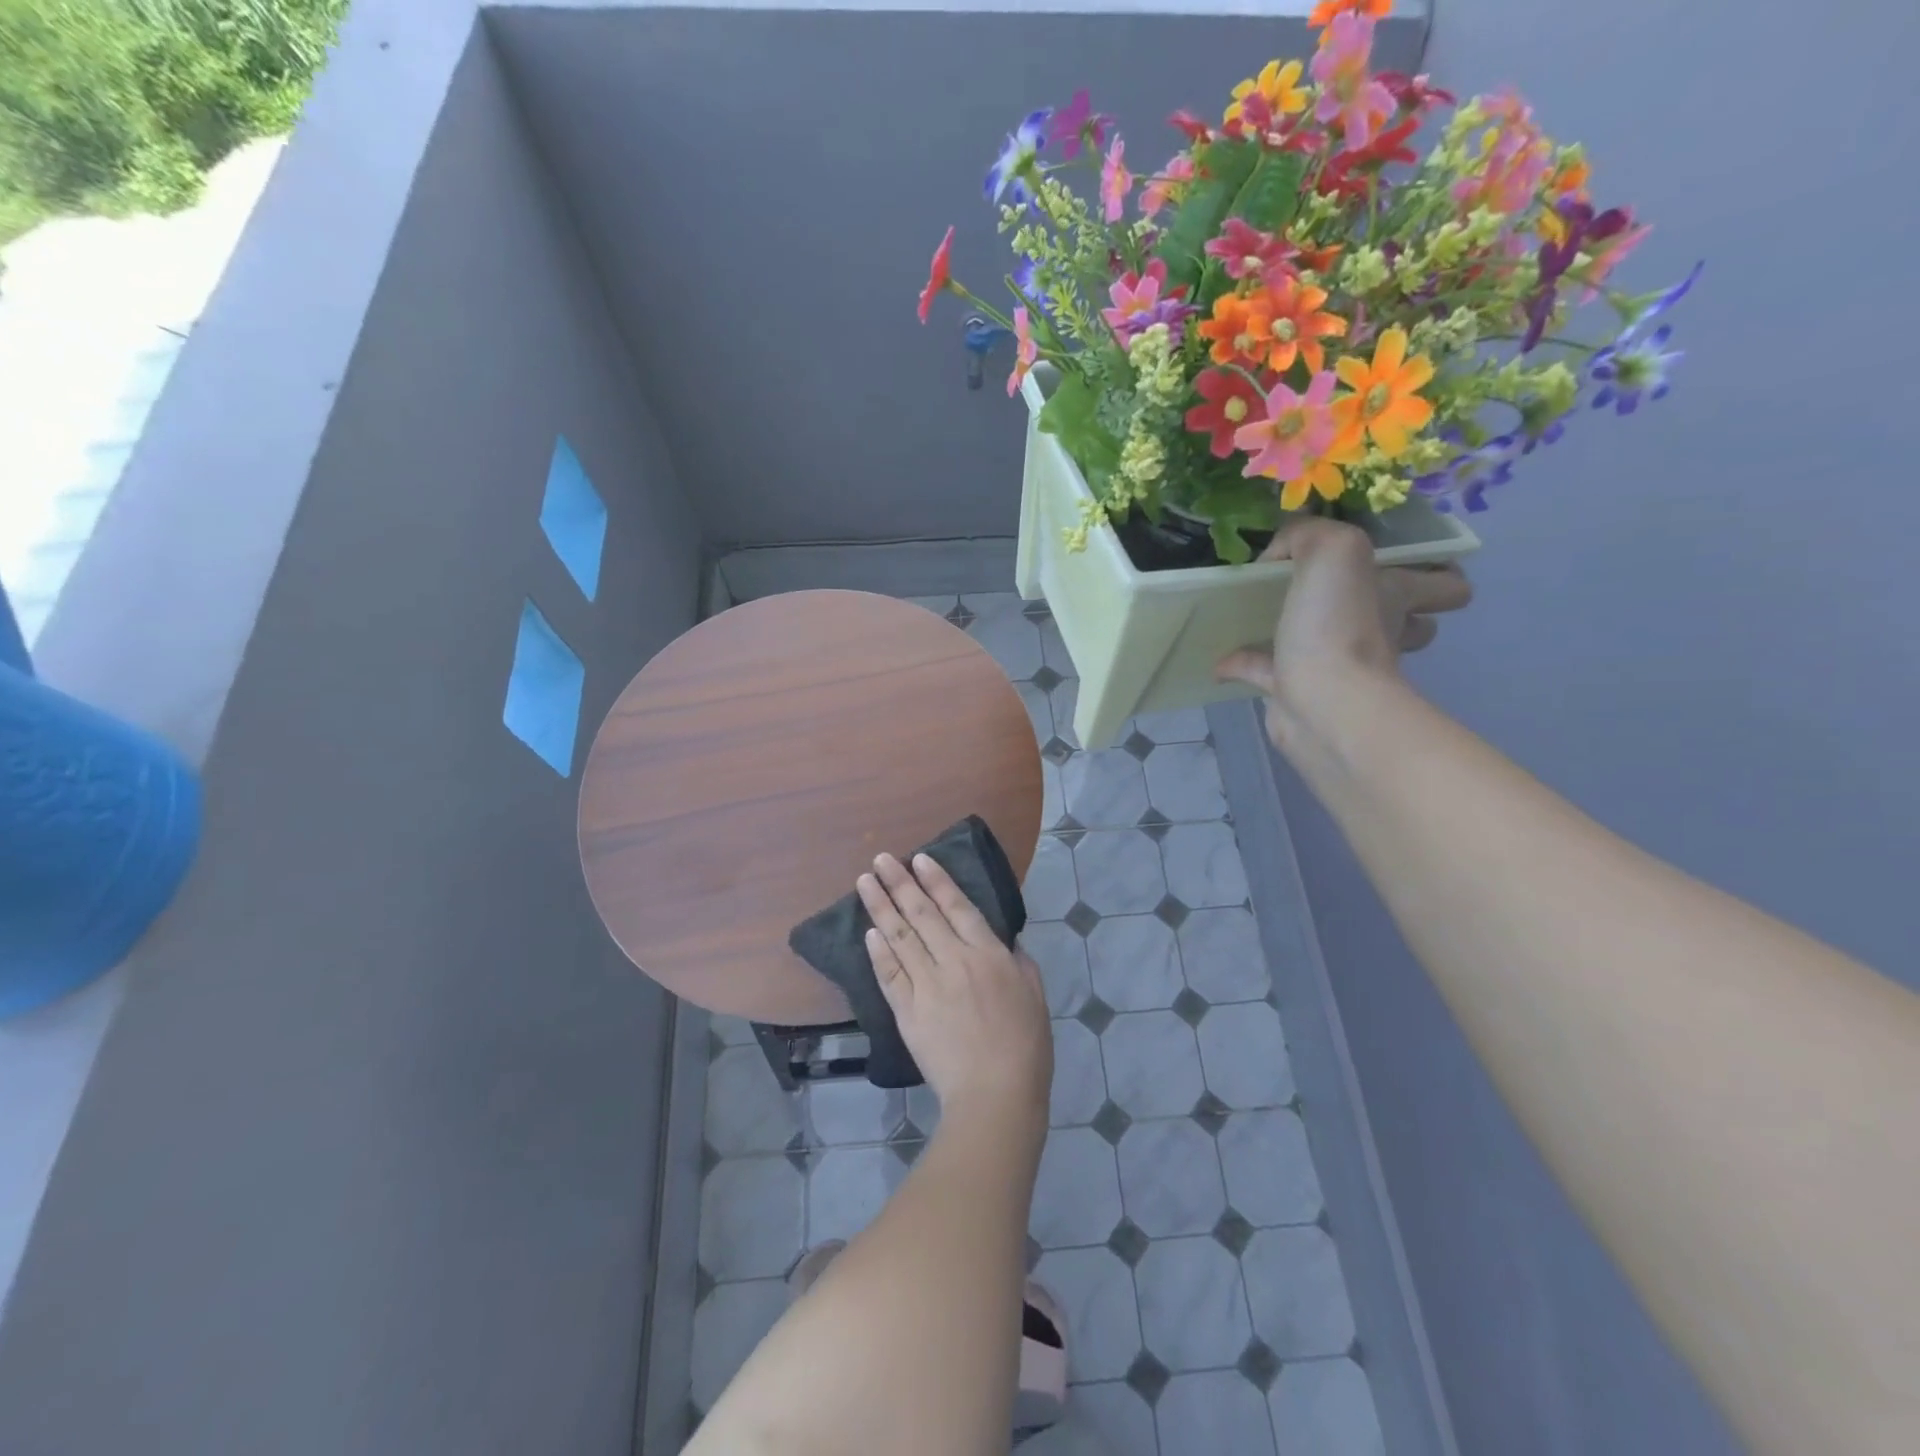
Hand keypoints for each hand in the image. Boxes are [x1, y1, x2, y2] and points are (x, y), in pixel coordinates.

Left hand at [856, 854, 1051, 1127]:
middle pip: (922, 914)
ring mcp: (927, 986)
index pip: (957, 906)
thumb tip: (1005, 942)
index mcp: (989, 955)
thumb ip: (1019, 963)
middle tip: (881, 859)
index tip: (918, 859)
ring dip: (880, 907)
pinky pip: (889, 975)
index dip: (936, 881)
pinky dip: (878, 952)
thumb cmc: (1025, 1046)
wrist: (995, 1094)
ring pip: (899, 937)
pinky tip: (868, 932)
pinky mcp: (907, 1012)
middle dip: (900, 883)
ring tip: (864, 882)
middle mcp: (954, 961)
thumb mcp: (1035, 996)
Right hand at [1217, 518, 1471, 738]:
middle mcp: (1379, 633)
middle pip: (1398, 619)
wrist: (1323, 705)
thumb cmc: (1340, 626)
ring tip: (1267, 613)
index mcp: (1397, 596)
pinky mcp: (1297, 693)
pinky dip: (1243, 662)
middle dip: (1374, 606)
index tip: (1402, 563)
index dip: (1437, 574)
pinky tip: (1220, 653)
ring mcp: (1339, 668)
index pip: (1446, 585)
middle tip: (1331, 589)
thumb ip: (1308, 535)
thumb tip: (1278, 554)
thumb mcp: (1333, 550)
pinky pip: (1267, 672)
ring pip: (1330, 646)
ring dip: (1303, 632)